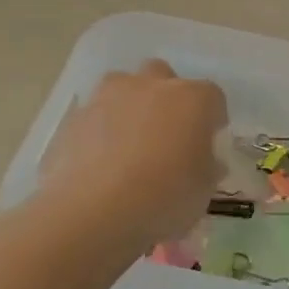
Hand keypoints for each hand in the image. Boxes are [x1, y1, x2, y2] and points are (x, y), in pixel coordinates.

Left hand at [40, 61, 225, 252]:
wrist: (94, 211)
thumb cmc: (164, 198)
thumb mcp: (203, 191)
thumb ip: (208, 167)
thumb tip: (205, 160)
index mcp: (192, 99)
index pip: (212, 97)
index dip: (212, 119)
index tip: (208, 142)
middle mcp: (151, 86)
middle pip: (164, 77)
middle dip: (167, 99)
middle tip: (167, 135)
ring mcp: (108, 97)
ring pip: (123, 87)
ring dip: (130, 105)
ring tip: (130, 144)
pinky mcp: (76, 117)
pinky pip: (96, 115)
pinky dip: (101, 130)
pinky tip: (101, 162)